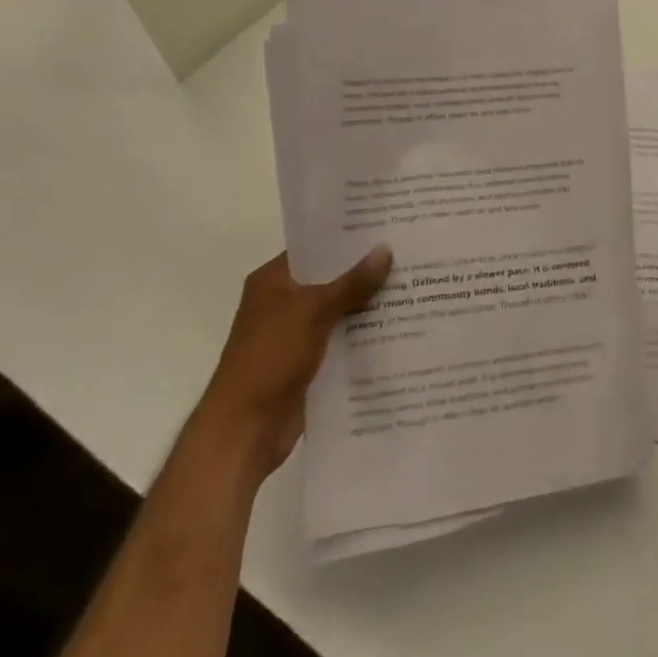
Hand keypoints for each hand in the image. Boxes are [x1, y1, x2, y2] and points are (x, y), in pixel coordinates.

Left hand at [198, 248, 392, 480]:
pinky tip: (399, 326)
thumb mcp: (314, 311)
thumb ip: (352, 282)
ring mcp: (294, 335)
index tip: (384, 226)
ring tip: (412, 285)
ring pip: (339, 310)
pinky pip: (341, 340)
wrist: (245, 430)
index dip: (347, 237)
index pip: (314, 247)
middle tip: (408, 253)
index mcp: (273, 281)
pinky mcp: (307, 363)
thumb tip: (386, 249)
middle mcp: (282, 302)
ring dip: (368, 305)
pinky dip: (363, 335)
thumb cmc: (271, 357)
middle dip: (365, 271)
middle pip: (330, 279)